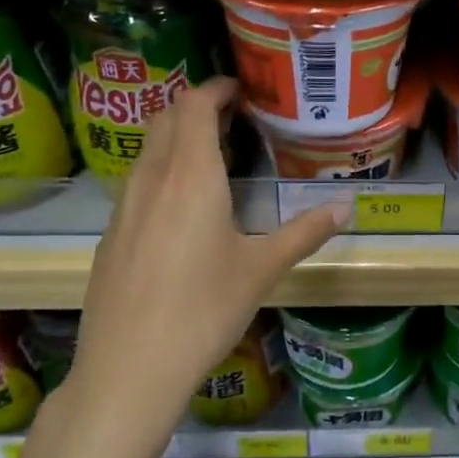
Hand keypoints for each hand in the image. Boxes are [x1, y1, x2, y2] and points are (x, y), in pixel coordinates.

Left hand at [68, 79, 345, 438]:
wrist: (129, 368)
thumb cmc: (203, 311)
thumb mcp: (262, 270)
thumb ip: (305, 232)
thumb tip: (347, 207)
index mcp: (191, 177)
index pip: (194, 106)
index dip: (216, 89)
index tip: (242, 91)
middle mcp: (152, 180)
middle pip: (166, 119)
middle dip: (198, 108)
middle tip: (235, 121)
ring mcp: (124, 207)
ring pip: (149, 151)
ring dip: (178, 139)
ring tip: (215, 159)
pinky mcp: (111, 234)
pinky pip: (138, 182)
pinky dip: (162, 171)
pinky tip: (184, 209)